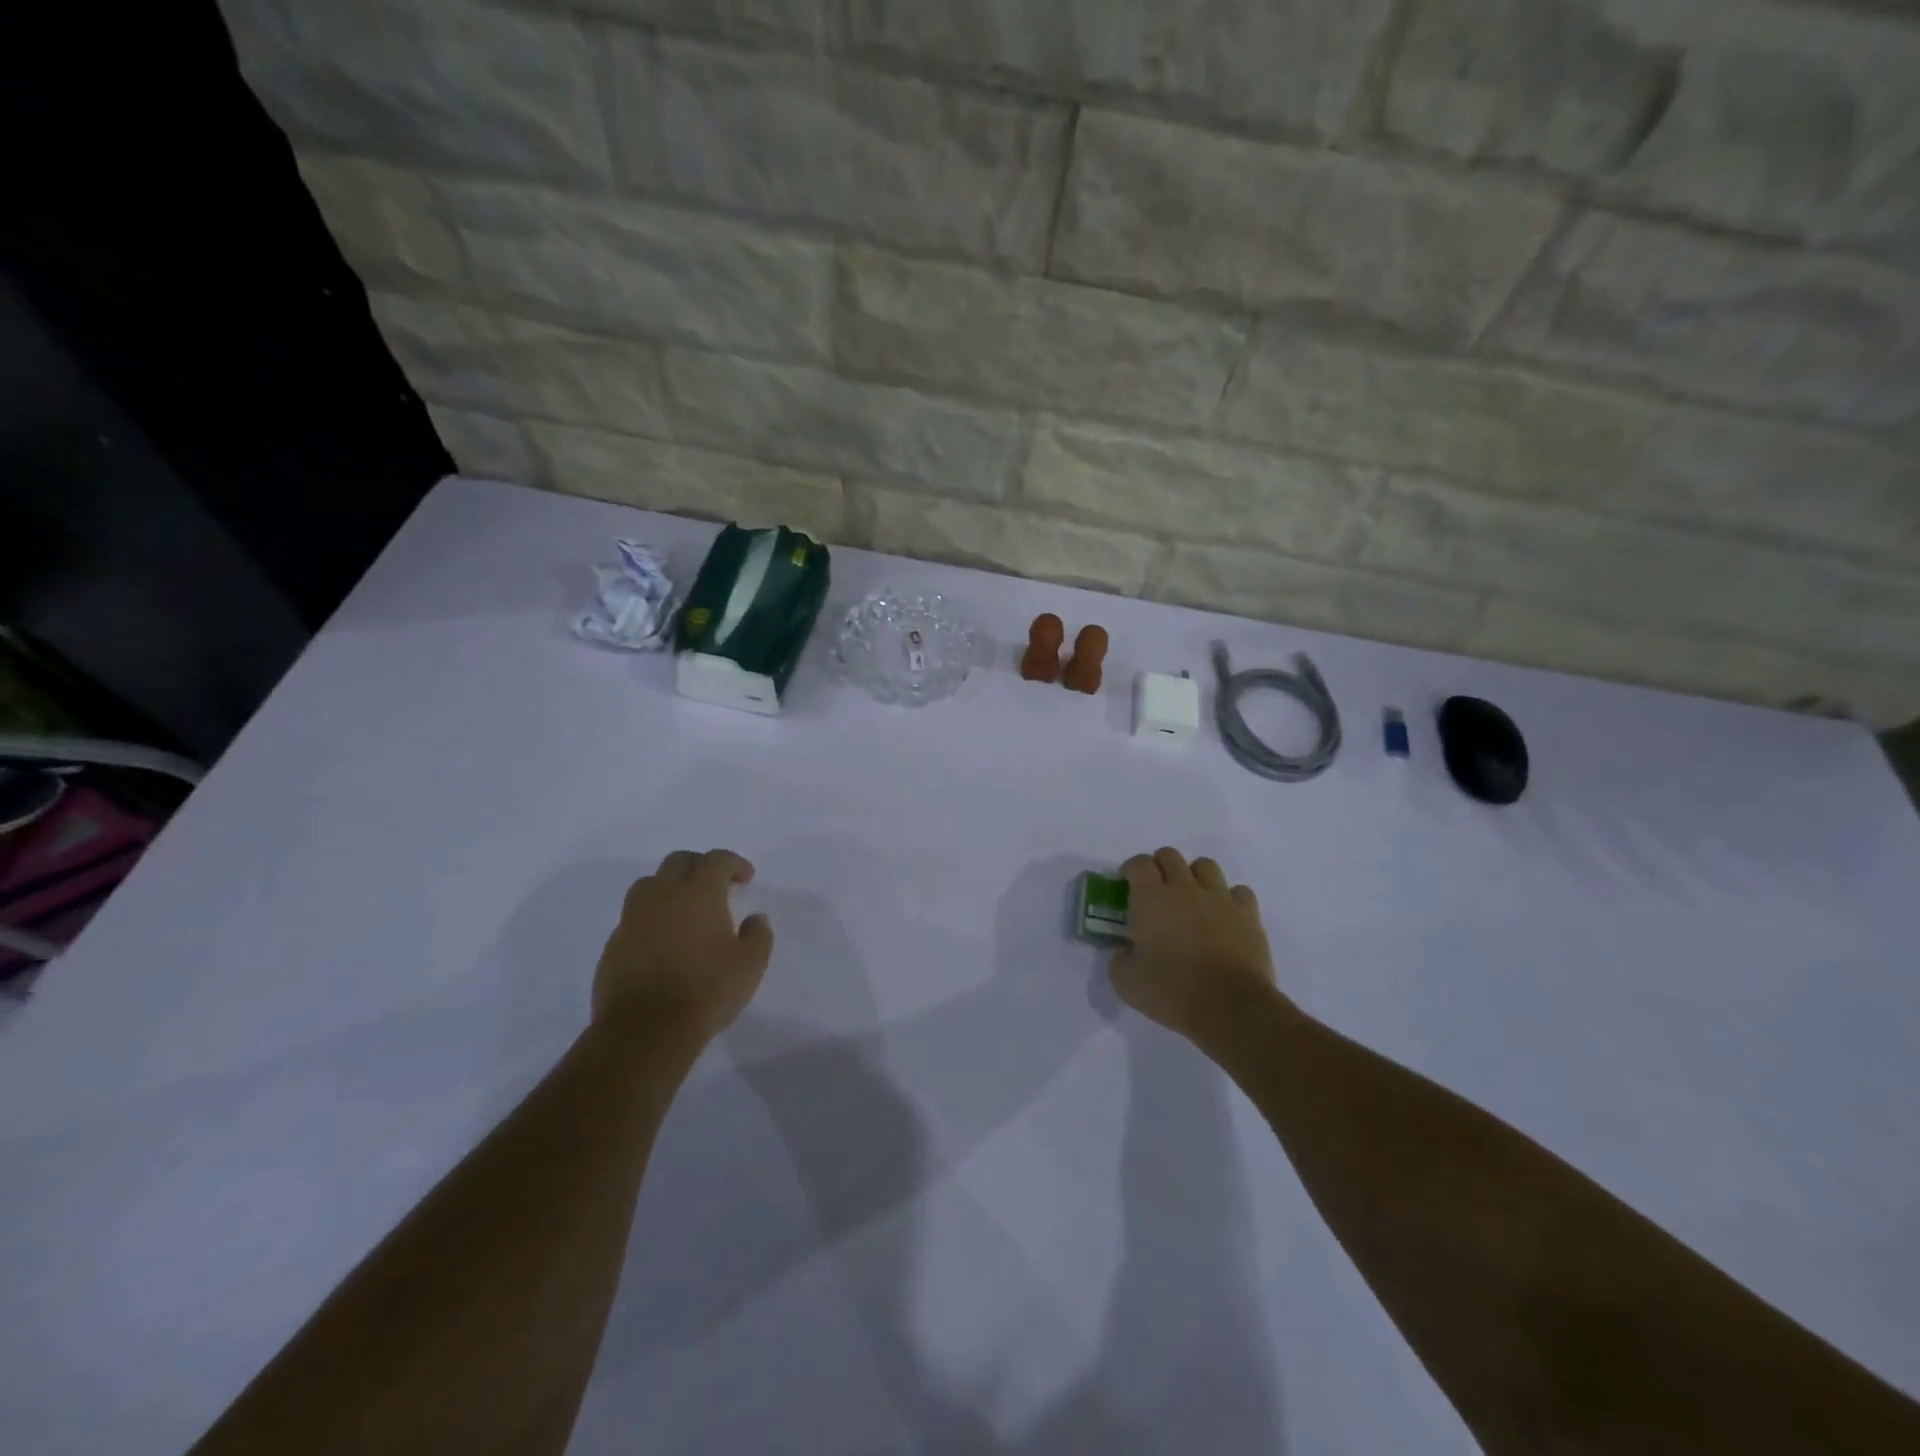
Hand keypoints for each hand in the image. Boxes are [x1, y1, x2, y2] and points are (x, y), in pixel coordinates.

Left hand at [593, 849, 773, 1042]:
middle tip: (716, 885)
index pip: (716, 860)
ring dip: (670, 886)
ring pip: (649, 884)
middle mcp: (663, 896)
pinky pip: (634, 917)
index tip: (746, 878)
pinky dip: (651, 917)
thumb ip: (758, 936)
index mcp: (699, 893)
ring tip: (684, 908)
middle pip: (678, 861)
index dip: (734, 863)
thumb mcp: (750, 966)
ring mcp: (633, 919)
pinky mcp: (614, 944)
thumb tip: (755, 918)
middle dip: (700, 866)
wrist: (645, 1030)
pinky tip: (663, 940)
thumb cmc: (706, 991)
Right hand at [1109, 848, 1277, 1043]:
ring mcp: (1220, 898)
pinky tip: (1223, 916)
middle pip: (1170, 855)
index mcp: (1151, 899)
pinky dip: (1228, 898)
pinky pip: (1238, 891)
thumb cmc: (1172, 992)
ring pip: (1205, 865)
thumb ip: (1119, 959)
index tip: (1127, 885)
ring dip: (1194, 876)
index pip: (1138, 863)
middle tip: (1156, 891)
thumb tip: (1125, 952)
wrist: (1231, 1007)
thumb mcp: (1126, 982)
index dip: (1130, 869)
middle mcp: (1185, 888)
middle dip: (1159, 867)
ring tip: (1191, 898)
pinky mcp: (1248, 914)